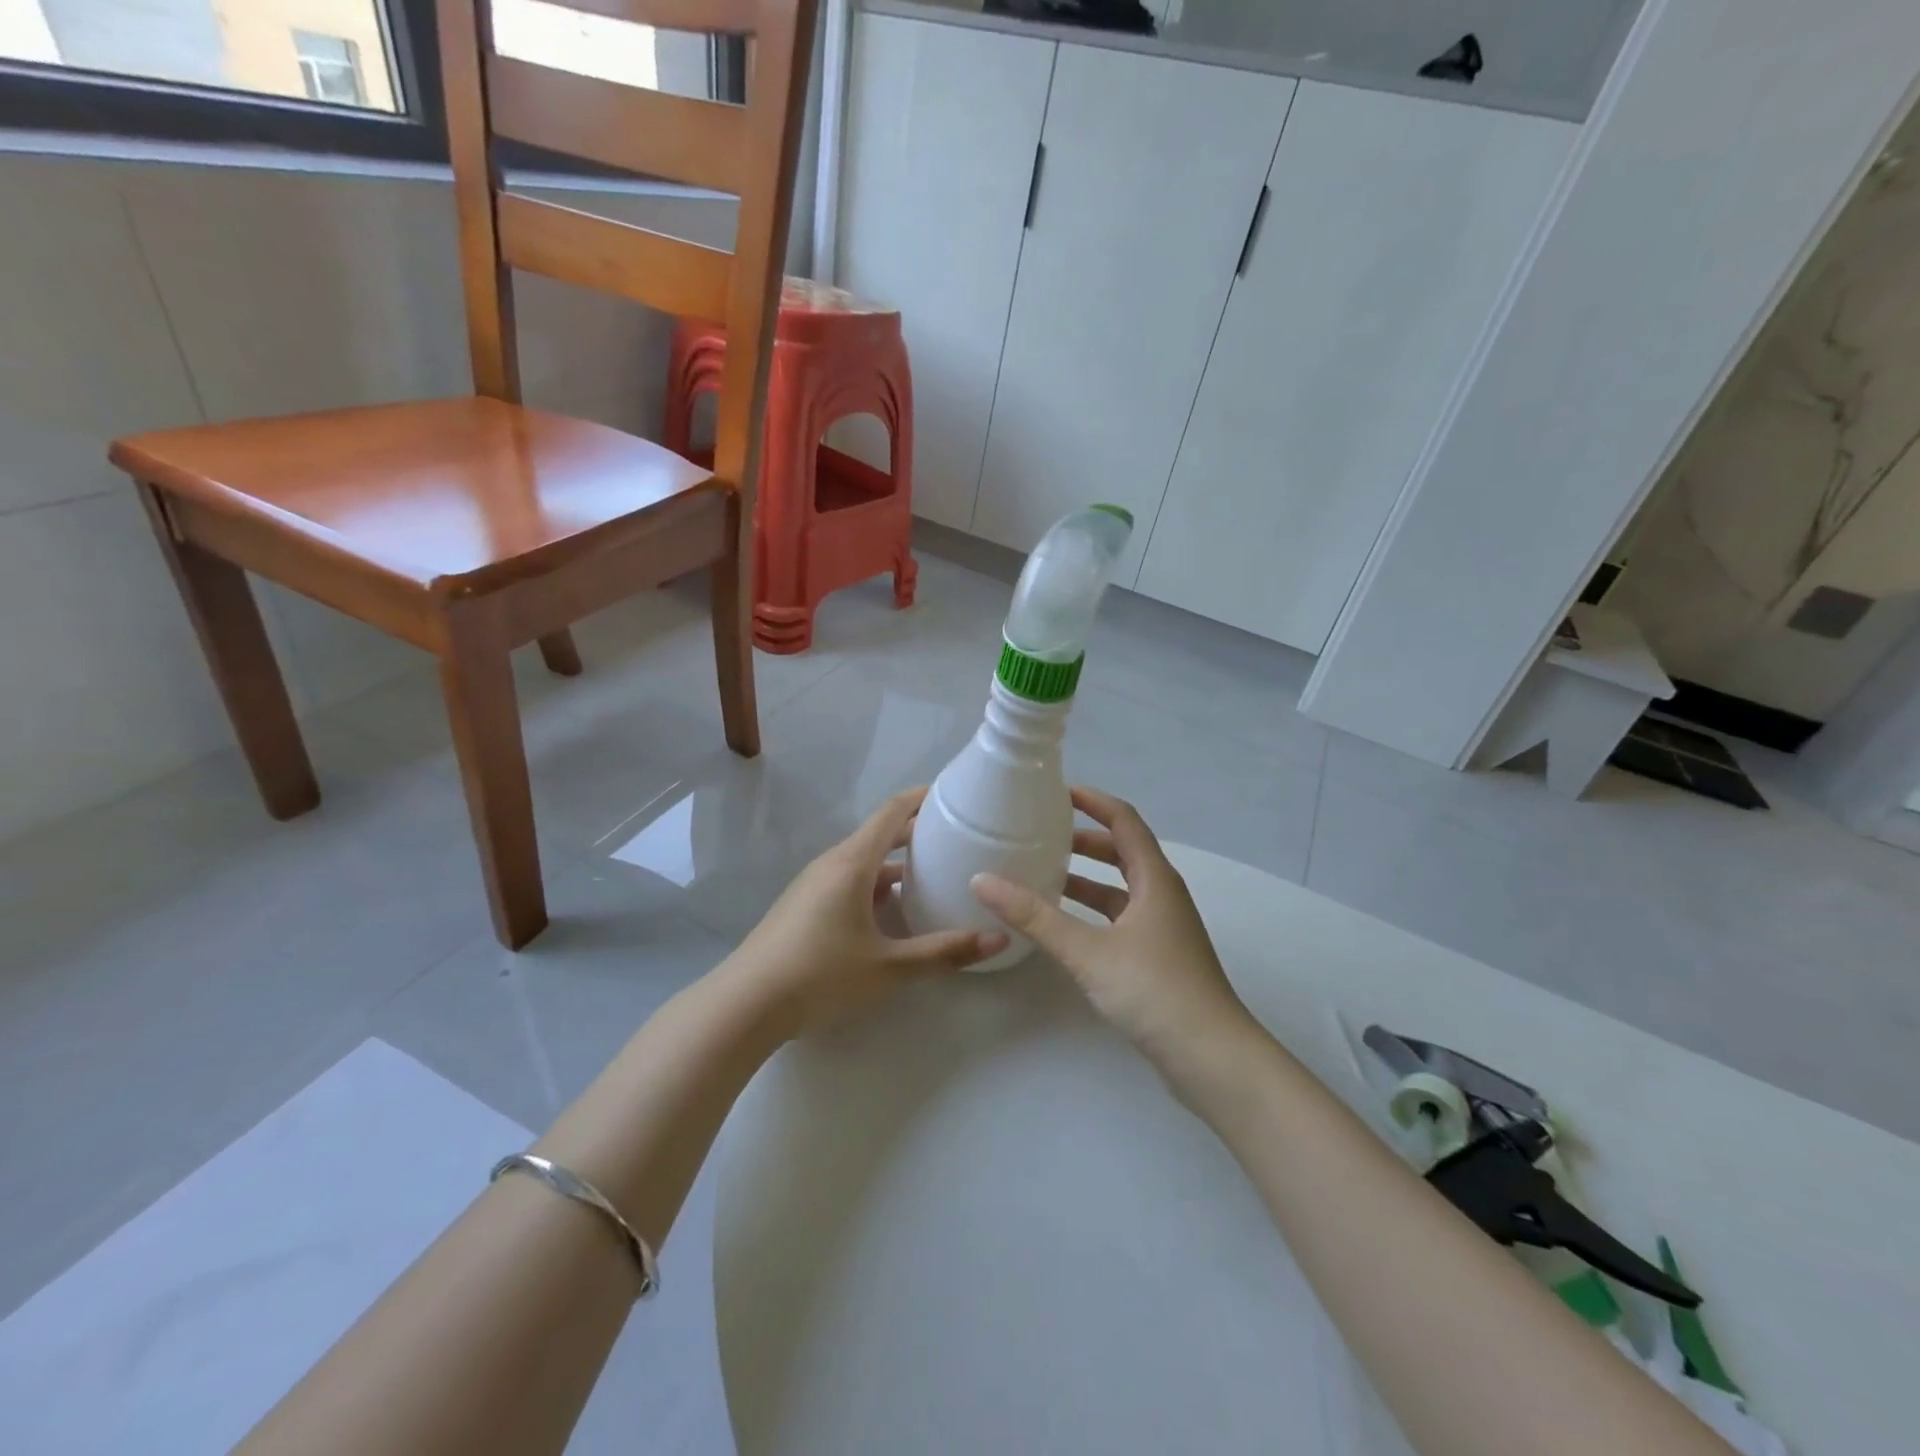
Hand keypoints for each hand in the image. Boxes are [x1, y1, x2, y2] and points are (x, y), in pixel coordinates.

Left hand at [729, 788, 1008, 1039]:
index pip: (891, 813)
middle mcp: (832, 865)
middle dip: (915, 834)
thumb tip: (999, 939)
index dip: (921, 798)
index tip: (952, 794)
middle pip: (878, 836)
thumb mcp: (889, 967)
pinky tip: (892, 914)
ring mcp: (812, 886)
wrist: (744, 1006)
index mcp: (852, 864)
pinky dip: (875, 886)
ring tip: (932, 876)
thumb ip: (944, 952)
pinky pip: (847, 882)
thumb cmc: (820, 975)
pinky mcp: (802, 908)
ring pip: (862, 863)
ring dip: (895, 864)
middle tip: (955, 839)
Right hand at [971, 786, 1257, 1076]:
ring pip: (1120, 888)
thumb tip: (982, 880)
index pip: (1124, 820)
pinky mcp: (1159, 957)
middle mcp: (1162, 895)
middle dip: (1084, 839)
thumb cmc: (1154, 990)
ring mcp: (1163, 928)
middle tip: (1042, 834)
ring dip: (1086, 878)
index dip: (1093, 801)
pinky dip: (1092, 912)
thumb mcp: (1087, 950)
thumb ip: (1035, 916)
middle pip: (1123, 851)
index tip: (1056, 791)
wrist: (1211, 1058)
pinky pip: (1120, 917)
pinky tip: (1064, 926)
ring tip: (1043, 875)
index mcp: (1154, 878)